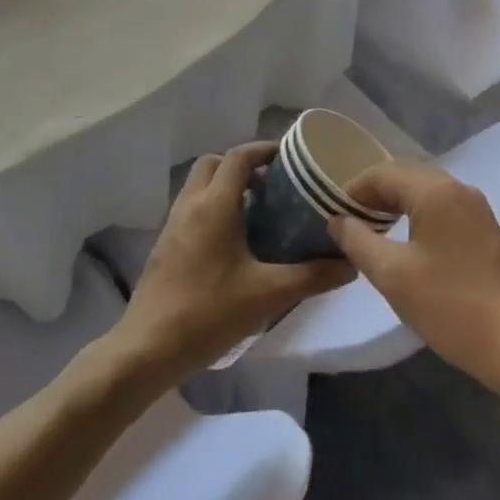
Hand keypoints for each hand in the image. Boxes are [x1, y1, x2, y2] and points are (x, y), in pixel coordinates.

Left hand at [111, 141, 354, 381]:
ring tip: (259, 213)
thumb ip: (314, 276)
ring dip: (226, 188)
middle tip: (273, 186)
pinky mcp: (164, 246)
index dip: (265, 150)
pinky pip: (191, 210)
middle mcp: (190, 205)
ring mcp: (172, 226)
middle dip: (243, 166)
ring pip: (199, 186)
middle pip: (214, 164)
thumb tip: (352, 262)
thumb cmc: (210, 313)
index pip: (239, 157)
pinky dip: (213, 209)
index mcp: (214, 205)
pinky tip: (234, 244)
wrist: (147, 349)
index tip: (291, 159)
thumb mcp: (270, 294)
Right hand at [329, 162, 499, 394]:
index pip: (383, 173)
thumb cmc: (451, 306)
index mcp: (436, 191)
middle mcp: (460, 190)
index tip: (330, 213)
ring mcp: (478, 211)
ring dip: (396, 207)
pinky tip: (406, 247)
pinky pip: (444, 211)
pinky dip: (418, 218)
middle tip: (346, 223)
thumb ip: (358, 241)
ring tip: (370, 234)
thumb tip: (337, 220)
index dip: (352, 189)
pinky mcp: (488, 234)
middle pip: (406, 177)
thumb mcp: (392, 275)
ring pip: (426, 194)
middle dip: (373, 196)